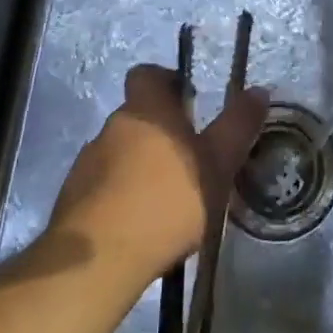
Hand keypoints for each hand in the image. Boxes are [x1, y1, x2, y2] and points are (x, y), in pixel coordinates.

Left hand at [48, 65, 268, 280]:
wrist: (99, 259)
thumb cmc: (167, 200)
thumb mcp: (218, 163)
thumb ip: (238, 125)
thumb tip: (259, 90)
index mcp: (146, 109)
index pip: (147, 74)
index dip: (166, 81)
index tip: (188, 102)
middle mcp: (112, 126)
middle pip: (137, 116)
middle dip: (161, 133)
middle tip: (190, 159)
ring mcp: (87, 163)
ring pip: (120, 152)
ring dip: (141, 166)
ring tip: (167, 199)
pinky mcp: (73, 200)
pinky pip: (104, 186)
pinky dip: (122, 196)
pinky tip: (141, 225)